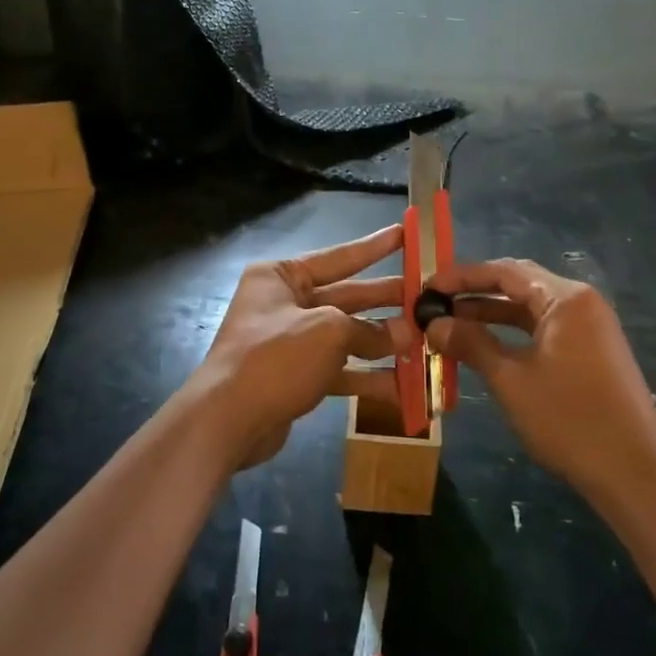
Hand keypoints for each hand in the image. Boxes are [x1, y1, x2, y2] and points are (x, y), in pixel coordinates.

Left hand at [186, 225, 415, 467]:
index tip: (406, 234)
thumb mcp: (328, 331)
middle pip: (347, 297)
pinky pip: (339, 369)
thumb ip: (369, 330)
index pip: (339, 256)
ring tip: (425, 344)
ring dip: (383, 343)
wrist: (227, 421)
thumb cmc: (275, 357)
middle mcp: (285, 303)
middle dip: (387, 301)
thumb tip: (406, 335)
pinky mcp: (297, 376)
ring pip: (346, 336)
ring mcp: (291, 341)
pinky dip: (367, 377)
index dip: (375, 247)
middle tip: (428, 298)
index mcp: (282, 276)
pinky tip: (403, 387)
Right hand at [427, 258, 655, 506]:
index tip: (426, 287)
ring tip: (449, 324)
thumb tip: (434, 324)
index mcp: (565, 298)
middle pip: (519, 284)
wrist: (634, 475)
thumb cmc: (569, 420)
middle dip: (475, 292)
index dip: (462, 276)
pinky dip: (513, 334)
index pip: (504, 271)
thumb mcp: (511, 380)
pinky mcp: (592, 352)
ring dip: (491, 314)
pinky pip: (544, 330)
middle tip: (434, 303)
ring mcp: (590, 328)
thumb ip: (471, 344)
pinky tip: (484, 346)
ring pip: (530, 309)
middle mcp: (581, 303)